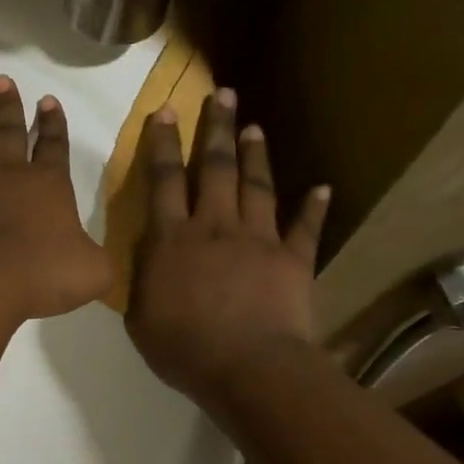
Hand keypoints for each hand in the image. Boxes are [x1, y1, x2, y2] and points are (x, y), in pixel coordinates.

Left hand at [0, 76, 111, 325]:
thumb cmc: (43, 276)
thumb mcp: (92, 272)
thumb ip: (95, 260)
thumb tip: (92, 260)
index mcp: (47, 185)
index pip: (54, 146)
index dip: (53, 124)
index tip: (49, 101)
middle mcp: (6, 177)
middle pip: (9, 133)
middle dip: (9, 107)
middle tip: (3, 80)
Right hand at [125, 87, 329, 402]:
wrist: (248, 368)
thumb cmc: (184, 347)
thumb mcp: (140, 315)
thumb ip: (142, 275)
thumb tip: (147, 247)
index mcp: (172, 239)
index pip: (164, 180)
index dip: (163, 143)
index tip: (165, 110)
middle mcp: (215, 227)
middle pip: (213, 168)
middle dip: (215, 128)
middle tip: (221, 94)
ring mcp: (258, 239)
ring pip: (256, 186)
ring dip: (254, 154)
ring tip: (253, 125)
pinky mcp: (293, 259)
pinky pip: (305, 227)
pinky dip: (315, 207)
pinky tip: (323, 186)